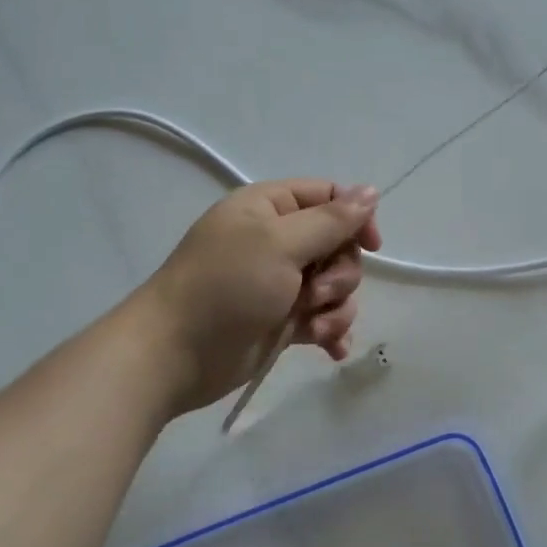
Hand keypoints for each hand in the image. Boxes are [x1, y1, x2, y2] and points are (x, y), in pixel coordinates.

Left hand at [137, 180, 381, 413]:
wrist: (175, 355)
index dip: (355, 218)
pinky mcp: (281, 321)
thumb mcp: (280, 244)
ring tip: (313, 327)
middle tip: (314, 291)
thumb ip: (331, 220)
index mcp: (269, 208)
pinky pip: (323, 318)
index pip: (328, 197)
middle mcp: (276, 241)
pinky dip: (331, 331)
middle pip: (338, 246)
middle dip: (339, 273)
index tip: (371, 246)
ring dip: (335, 308)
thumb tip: (372, 191)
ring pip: (335, 286)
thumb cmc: (226, 287)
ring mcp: (280, 283)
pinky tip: (332, 349)